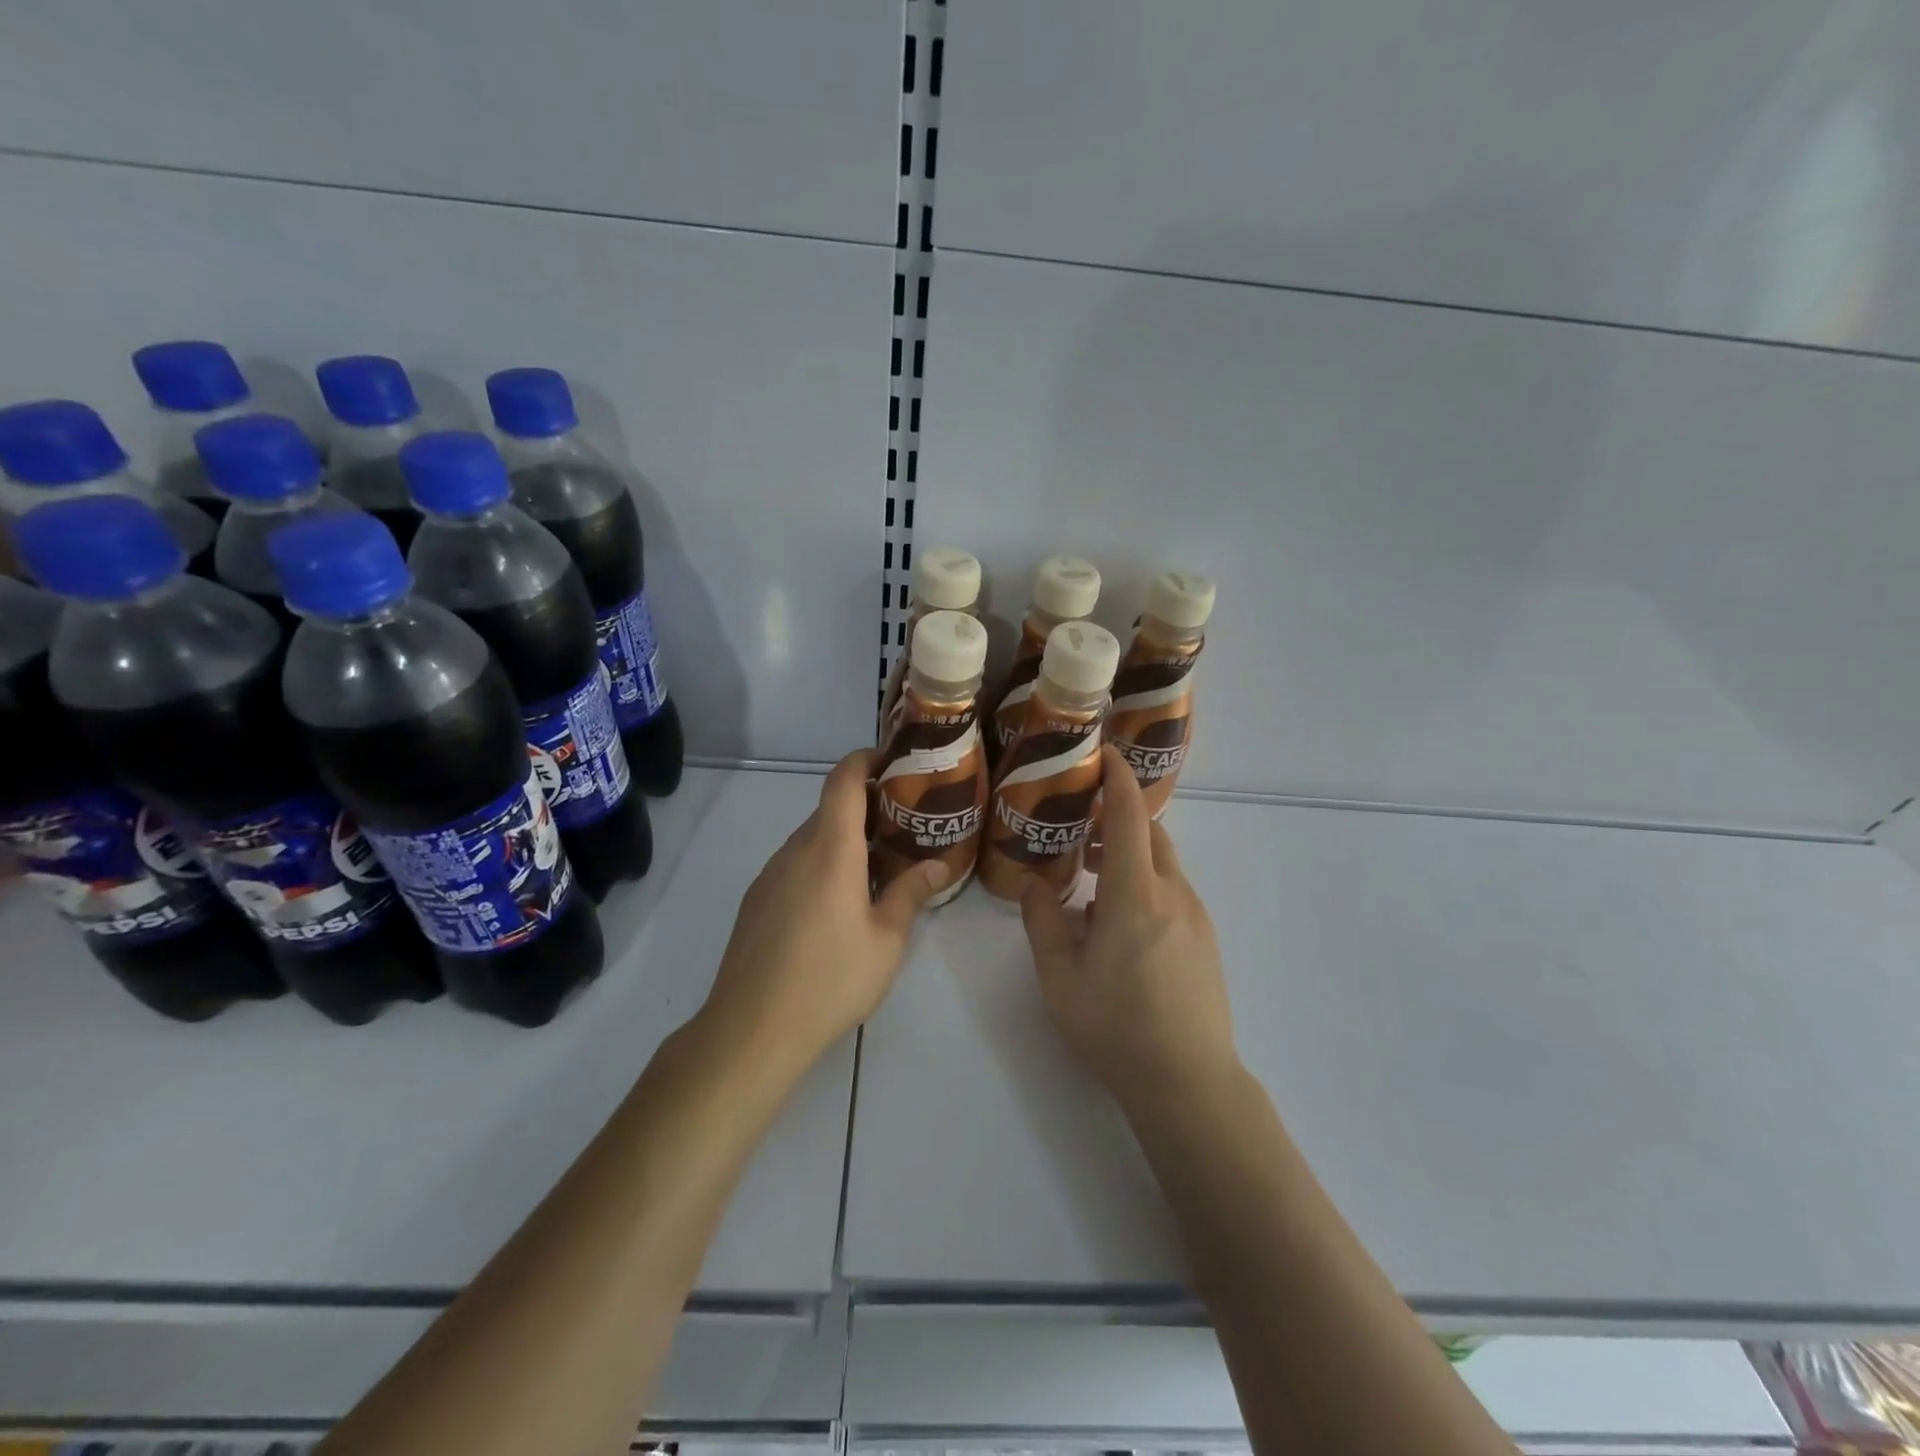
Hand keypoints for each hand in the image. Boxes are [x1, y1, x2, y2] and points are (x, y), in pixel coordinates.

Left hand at [702, 748, 947, 1078]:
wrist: (750, 1030)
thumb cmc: (829, 979)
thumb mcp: (886, 940)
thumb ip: (912, 893)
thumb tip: (938, 865)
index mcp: (830, 848)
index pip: (843, 779)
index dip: (866, 759)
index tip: (894, 761)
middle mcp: (795, 850)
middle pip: (830, 810)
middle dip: (867, 808)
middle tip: (905, 827)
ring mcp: (770, 876)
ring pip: (813, 840)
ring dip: (845, 842)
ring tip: (880, 870)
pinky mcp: (757, 901)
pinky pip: (796, 866)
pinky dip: (823, 866)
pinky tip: (840, 906)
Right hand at [1021, 746, 1237, 1111]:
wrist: (1188, 1082)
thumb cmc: (1116, 1026)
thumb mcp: (1060, 976)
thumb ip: (1043, 921)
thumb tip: (1035, 883)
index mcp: (1135, 894)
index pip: (1130, 815)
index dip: (1118, 778)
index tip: (1103, 754)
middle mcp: (1173, 894)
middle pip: (1150, 834)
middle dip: (1118, 818)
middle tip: (1081, 827)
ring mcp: (1196, 917)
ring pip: (1162, 865)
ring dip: (1130, 855)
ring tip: (1092, 879)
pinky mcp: (1206, 940)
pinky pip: (1172, 893)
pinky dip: (1144, 884)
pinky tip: (1118, 924)